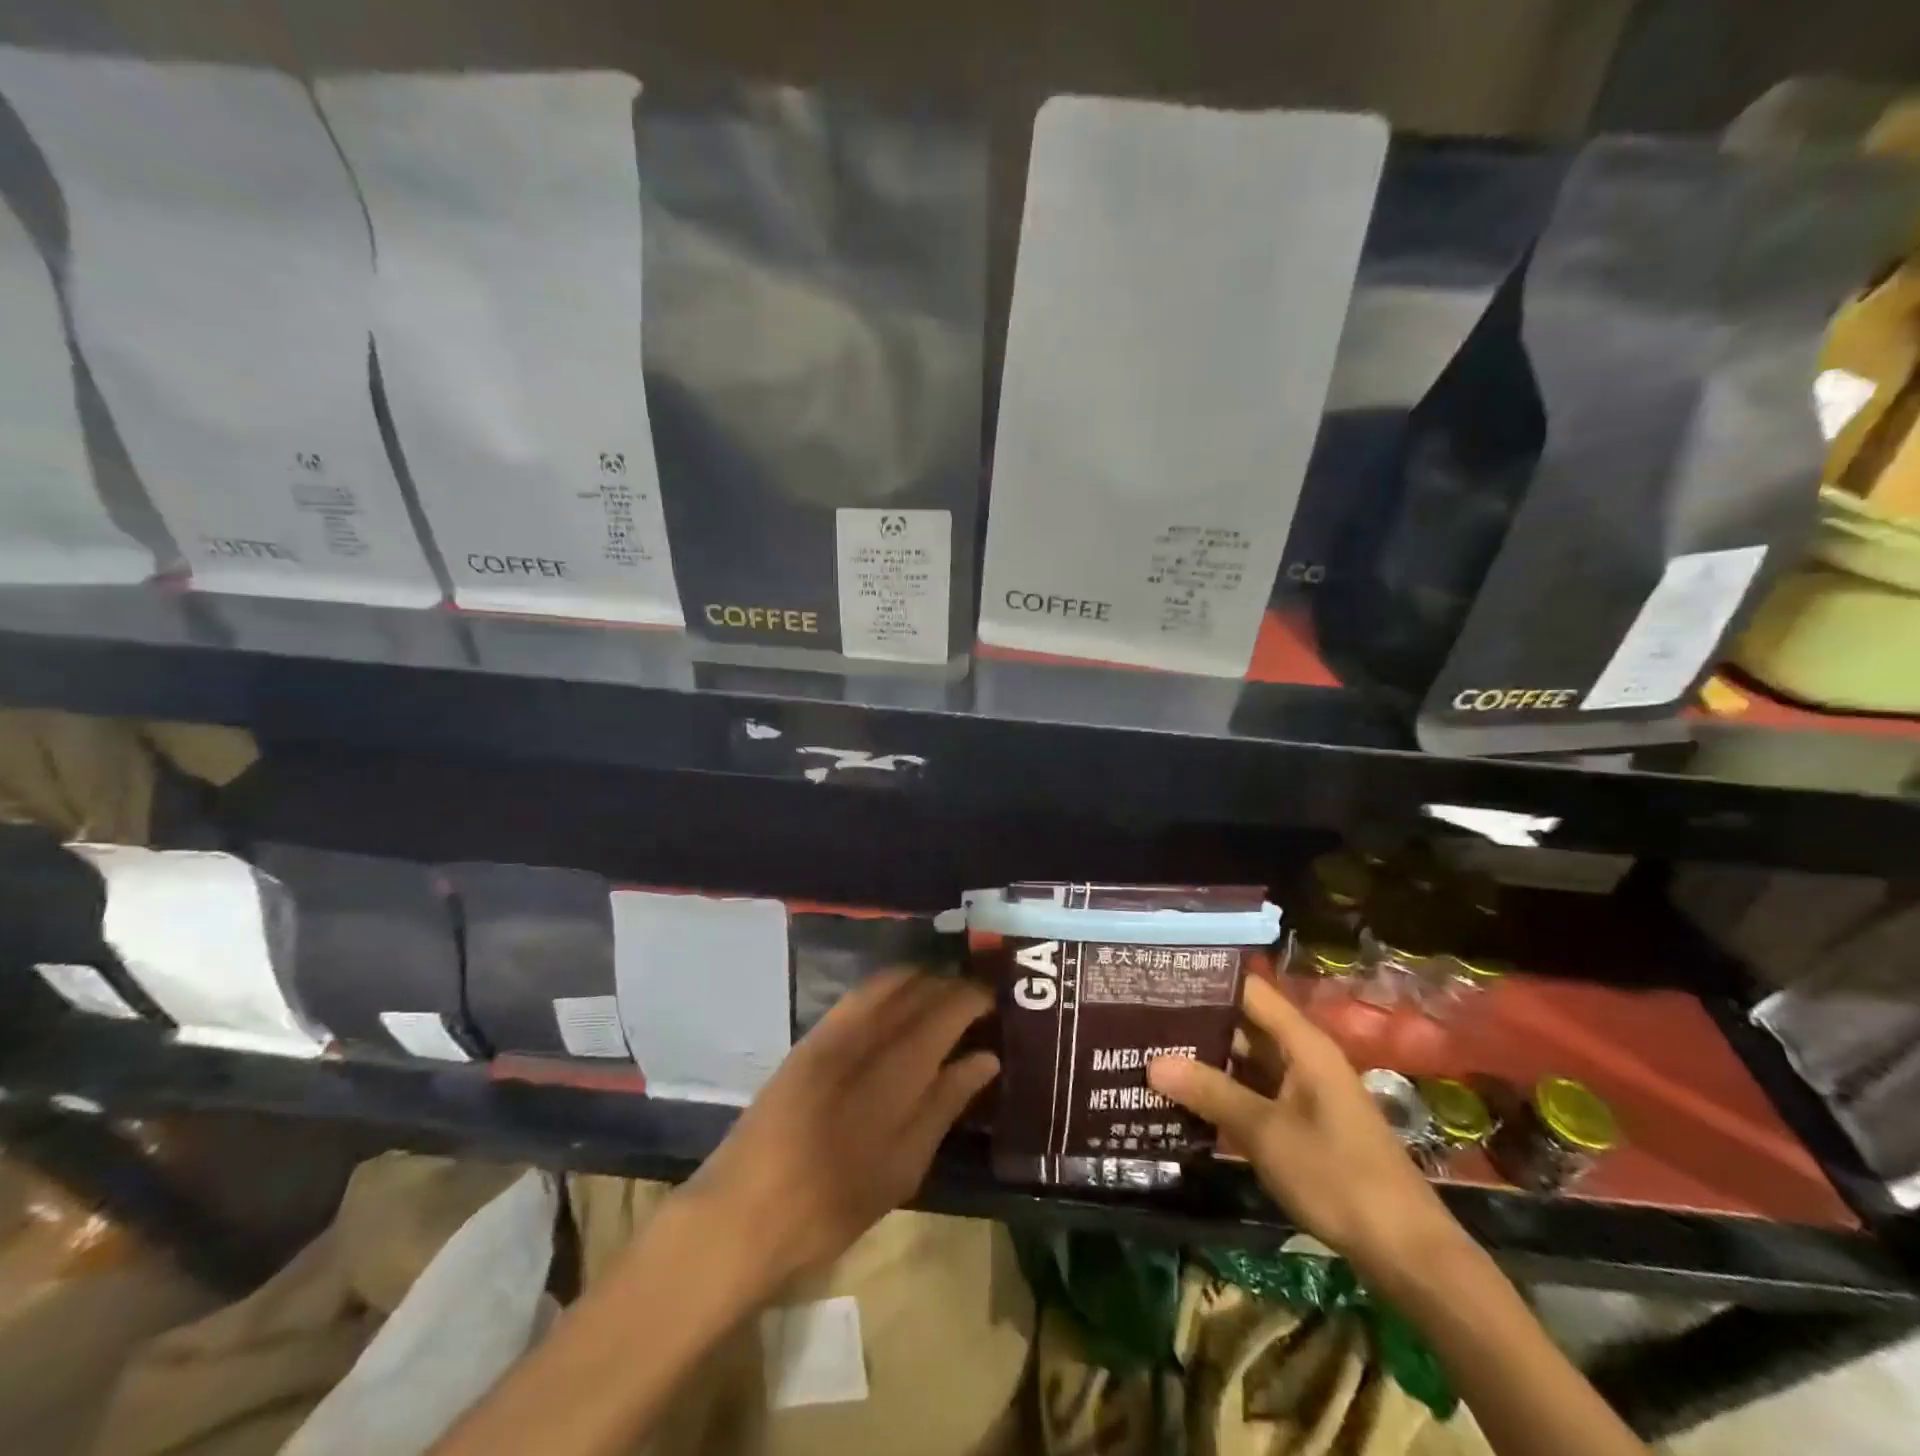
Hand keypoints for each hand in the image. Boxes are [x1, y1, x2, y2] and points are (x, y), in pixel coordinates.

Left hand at [670, 969, 998, 1298]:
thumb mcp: (903, 1168)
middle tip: (973, 1001)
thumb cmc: (834, 1205)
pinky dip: (887, 987)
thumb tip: (986, 1058)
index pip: (947, 1009)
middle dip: (951, 986)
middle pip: (919, 989)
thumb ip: (945, 1104)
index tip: (994, 1002)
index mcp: (898, 1071)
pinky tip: (897, 1002)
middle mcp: (868, 1036)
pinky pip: (858, 995)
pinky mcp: (811, 1037)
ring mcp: (834, 1031)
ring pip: (888, 983)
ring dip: (921, 981)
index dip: (974, 998)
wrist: (744, 1211)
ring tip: (941, 996)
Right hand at [1149, 975, 1463, 1280]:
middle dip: (1196, 1024)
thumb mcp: (1266, 1132)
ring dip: (1205, 1062)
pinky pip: (1253, 1094)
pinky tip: (1183, 1100)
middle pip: (1243, 1025)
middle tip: (1141, 1022)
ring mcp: (1302, 1092)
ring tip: (1151, 1055)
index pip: (1248, 991)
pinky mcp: (1301, 1124)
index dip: (1206, 982)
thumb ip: (1210, 1092)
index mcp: (1303, 1044)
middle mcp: (1302, 1057)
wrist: (1406, 1252)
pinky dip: (1222, 1093)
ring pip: (1245, 1062)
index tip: (1158, 979)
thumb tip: (1153, 1061)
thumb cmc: (1338, 1176)